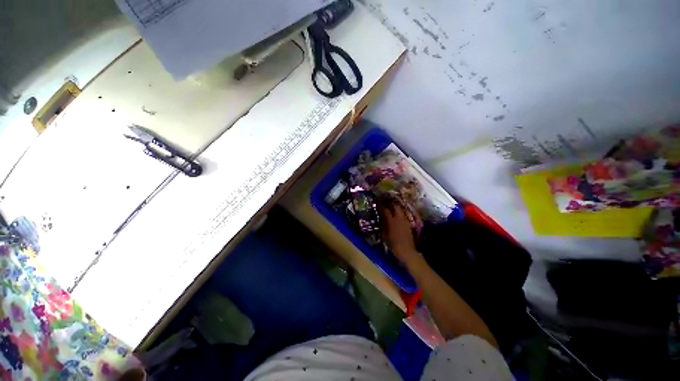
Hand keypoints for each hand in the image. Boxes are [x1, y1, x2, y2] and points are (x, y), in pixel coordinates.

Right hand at [379, 200, 420, 265]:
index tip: (378, 203)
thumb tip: (381, 219)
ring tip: (391, 207)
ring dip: (396, 207)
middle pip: (395, 206)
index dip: (381, 206)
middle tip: (386, 203)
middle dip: (390, 203)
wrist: (406, 250)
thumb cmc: (393, 244)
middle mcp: (399, 218)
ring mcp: (405, 220)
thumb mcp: (384, 234)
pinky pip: (404, 215)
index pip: (385, 210)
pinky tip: (397, 215)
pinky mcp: (408, 224)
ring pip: (401, 210)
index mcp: (391, 220)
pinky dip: (399, 213)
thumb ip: (383, 225)